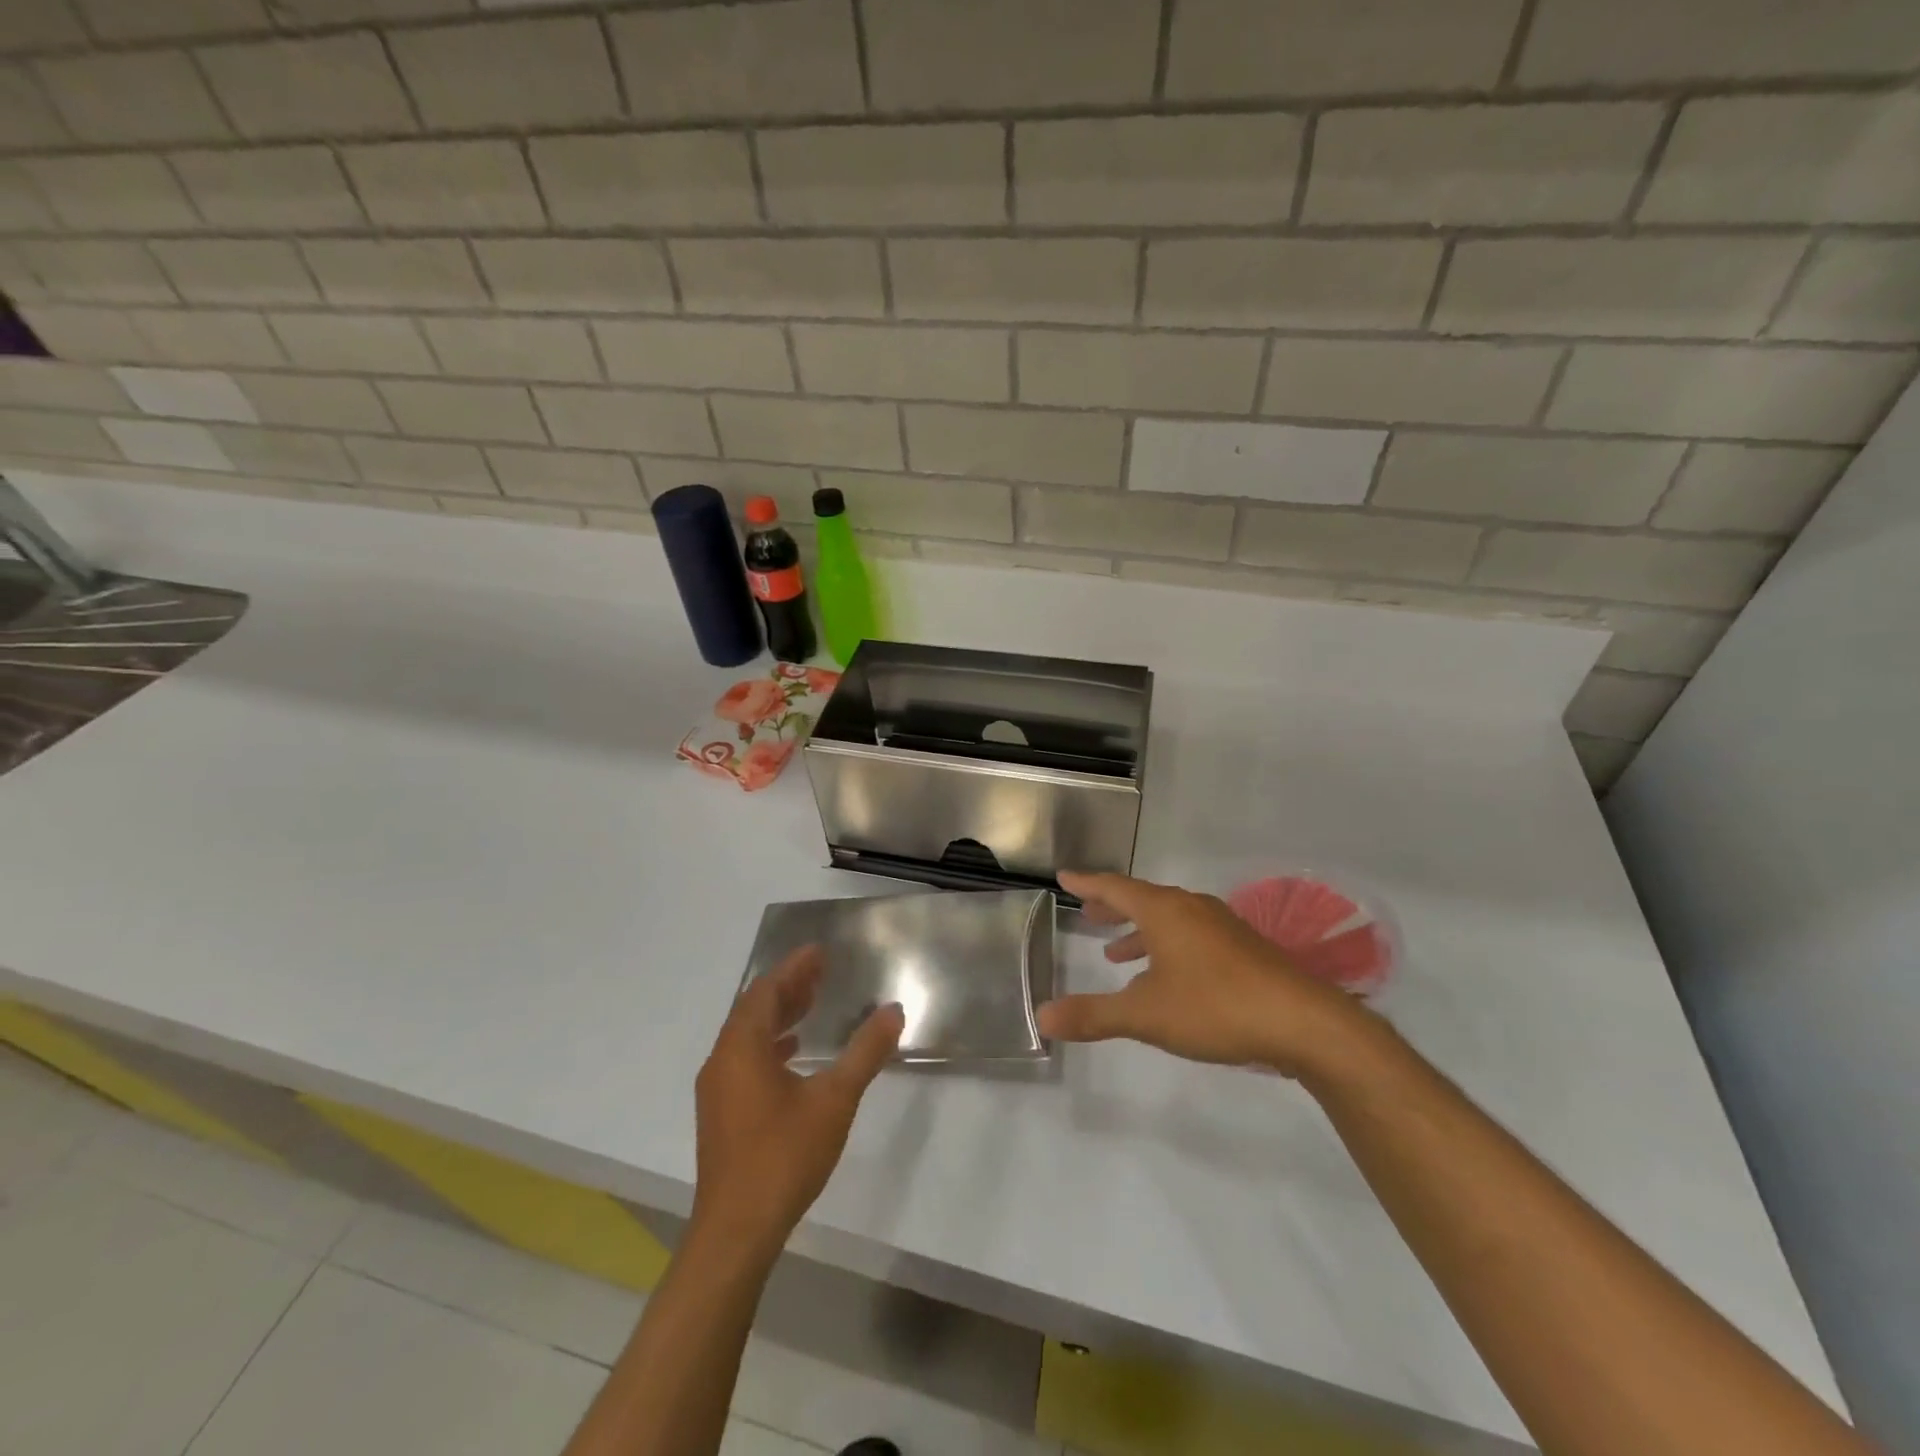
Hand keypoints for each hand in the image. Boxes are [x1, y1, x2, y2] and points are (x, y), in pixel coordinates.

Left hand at [691, 947, 903, 1259]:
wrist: (736, 1231)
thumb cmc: (784, 1156)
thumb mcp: (834, 1099)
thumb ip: (864, 1052)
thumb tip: (893, 1011)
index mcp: (742, 1048)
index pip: (766, 991)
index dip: (792, 968)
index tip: (819, 951)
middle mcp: (722, 1061)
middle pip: (753, 1009)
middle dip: (787, 987)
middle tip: (820, 971)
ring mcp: (718, 1089)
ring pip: (747, 1035)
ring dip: (778, 1015)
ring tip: (811, 1005)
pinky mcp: (721, 1113)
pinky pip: (744, 1059)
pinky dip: (770, 1044)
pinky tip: (794, 1054)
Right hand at [1037, 871, 1371, 1079]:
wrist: (1303, 1022)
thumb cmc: (1215, 1007)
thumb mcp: (1146, 1015)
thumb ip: (1093, 1015)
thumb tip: (1042, 1017)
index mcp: (1165, 911)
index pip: (1115, 887)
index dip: (1087, 883)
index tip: (1064, 876)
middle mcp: (1191, 909)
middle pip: (1143, 899)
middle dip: (1113, 907)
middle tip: (1088, 913)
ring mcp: (1221, 926)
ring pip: (1169, 919)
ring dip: (1140, 931)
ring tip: (1117, 954)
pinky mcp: (1242, 948)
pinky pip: (1191, 935)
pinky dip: (1167, 946)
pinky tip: (1168, 977)